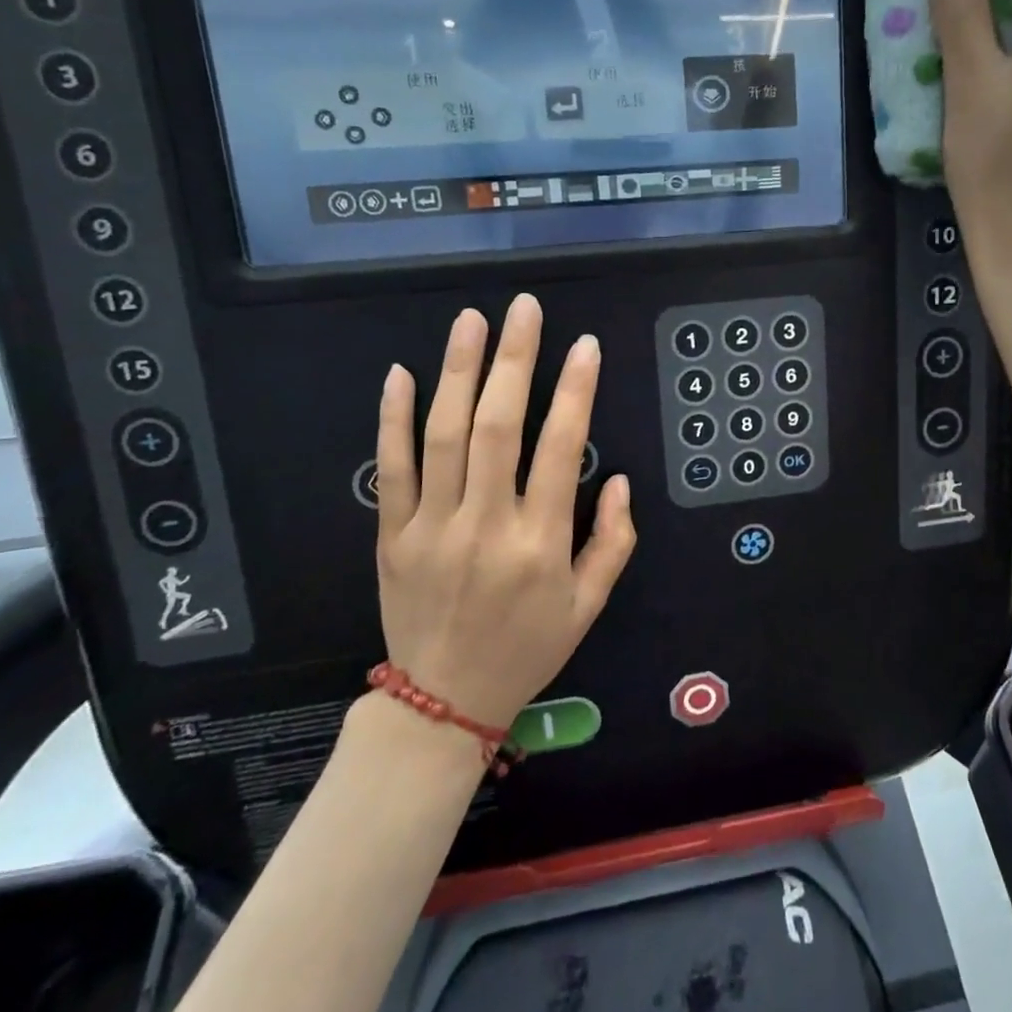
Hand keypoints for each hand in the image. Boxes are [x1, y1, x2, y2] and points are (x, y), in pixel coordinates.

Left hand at [372, 293, 636, 729]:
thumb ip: (614, 541)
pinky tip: (401, 374)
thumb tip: (621, 480)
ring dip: (458, 372)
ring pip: (444, 436)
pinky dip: (393, 420)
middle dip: (514, 360)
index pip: (562, 449)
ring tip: (471, 321)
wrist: (442, 703)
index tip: (585, 346)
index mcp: (540, 543)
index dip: (575, 391)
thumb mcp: (589, 606)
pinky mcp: (392, 535)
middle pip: (498, 427)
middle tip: (524, 309)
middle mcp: (486, 526)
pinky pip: (391, 469)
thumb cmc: (527, 649)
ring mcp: (432, 528)